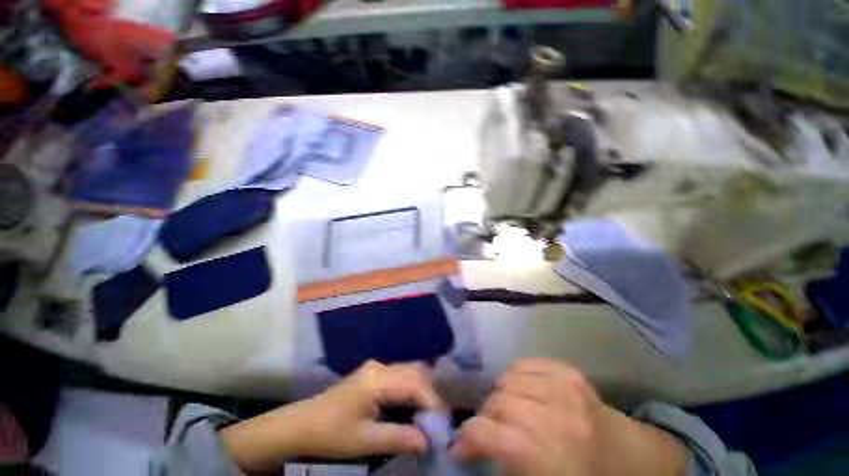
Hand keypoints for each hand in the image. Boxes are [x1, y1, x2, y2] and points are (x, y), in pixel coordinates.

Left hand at [220, 361, 440, 472]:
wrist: (302, 424)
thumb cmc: (331, 433)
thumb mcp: (364, 441)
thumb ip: (398, 438)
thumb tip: (427, 442)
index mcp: (376, 380)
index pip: (414, 384)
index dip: (431, 402)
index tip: (442, 423)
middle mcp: (379, 367)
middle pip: (414, 372)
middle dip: (429, 394)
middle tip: (437, 419)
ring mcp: (376, 367)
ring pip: (409, 370)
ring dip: (421, 389)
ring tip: (428, 413)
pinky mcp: (373, 372)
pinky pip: (400, 374)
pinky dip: (411, 387)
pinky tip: (412, 404)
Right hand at [451, 359, 688, 475]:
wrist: (633, 457)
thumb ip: (506, 464)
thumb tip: (468, 445)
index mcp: (554, 458)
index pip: (494, 435)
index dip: (469, 437)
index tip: (459, 446)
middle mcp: (559, 417)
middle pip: (500, 403)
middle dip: (485, 416)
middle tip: (487, 428)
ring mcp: (566, 389)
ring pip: (508, 379)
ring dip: (499, 395)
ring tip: (504, 410)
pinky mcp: (569, 372)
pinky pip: (524, 364)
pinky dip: (514, 376)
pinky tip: (520, 390)